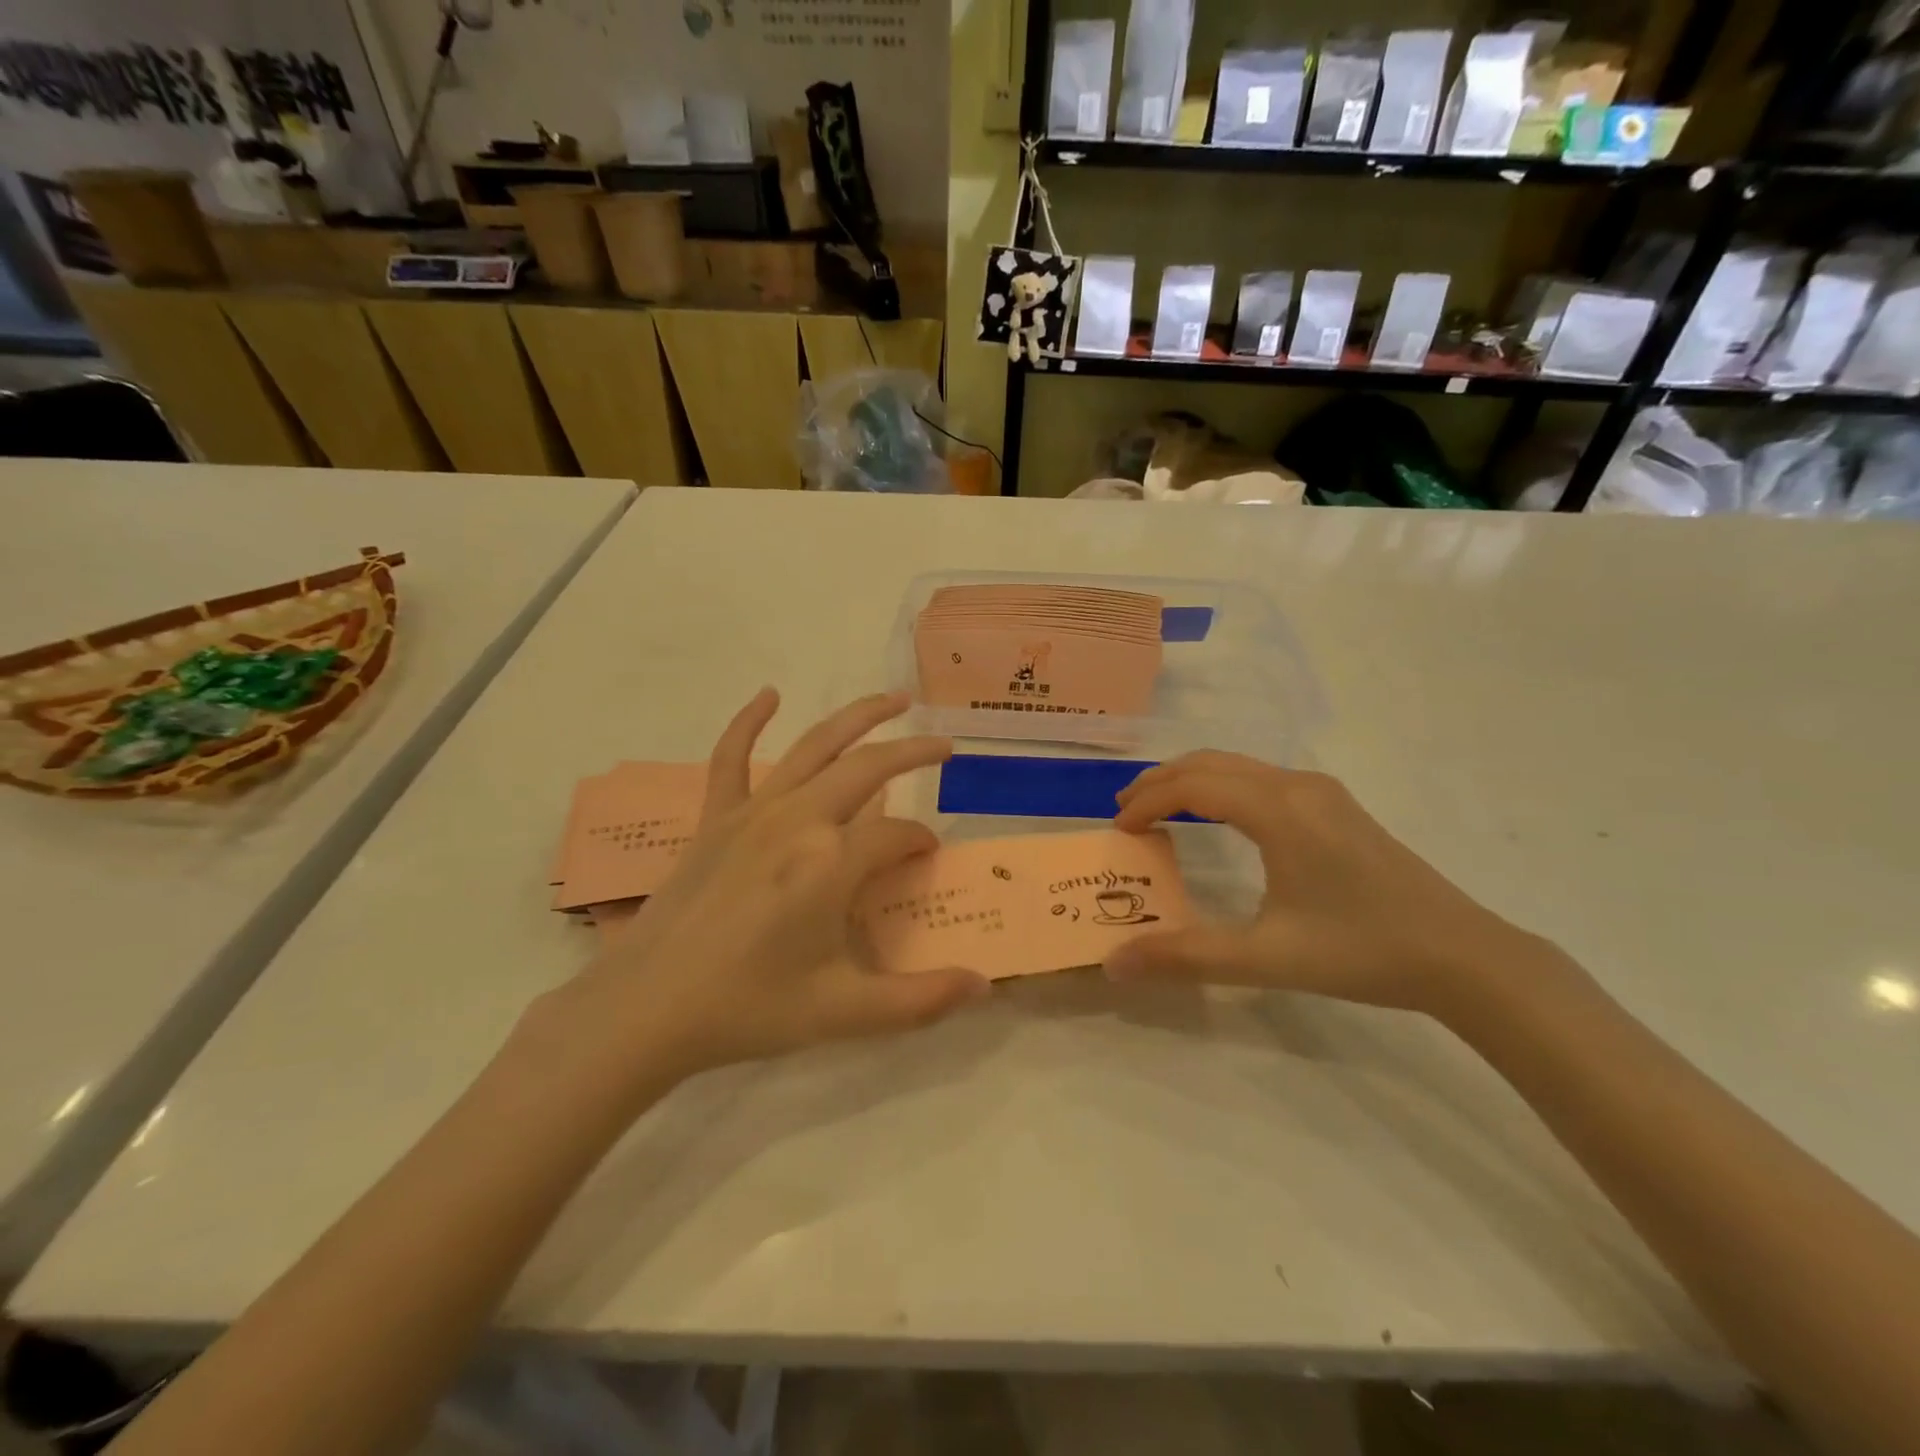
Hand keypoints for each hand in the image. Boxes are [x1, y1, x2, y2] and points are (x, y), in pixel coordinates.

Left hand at [543, 690, 989, 1085]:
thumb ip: (920, 999)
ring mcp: (752, 812)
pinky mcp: (715, 818)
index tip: (927, 862)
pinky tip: (769, 695)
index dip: (920, 845)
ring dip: (858, 716)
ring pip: (815, 746)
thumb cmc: (749, 1008)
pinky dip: (749, 722)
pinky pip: (731, 758)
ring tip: (895, 699)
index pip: (897, 836)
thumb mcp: (843, 1012)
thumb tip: (984, 986)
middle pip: (868, 768)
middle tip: (944, 746)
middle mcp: (798, 820)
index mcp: (832, 862)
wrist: (646, 1010)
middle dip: (912, 752)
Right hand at [1108, 752, 1542, 1017]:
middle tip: (1126, 812)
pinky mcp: (1336, 806)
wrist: (1462, 955)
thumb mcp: (1267, 958)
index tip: (1119, 831)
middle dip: (1161, 782)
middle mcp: (1296, 786)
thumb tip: (1115, 963)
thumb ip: (1186, 956)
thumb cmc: (1362, 951)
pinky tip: (1218, 818)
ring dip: (1192, 782)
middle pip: (1211, 763)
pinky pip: (1261, 779)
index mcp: (1278, 810)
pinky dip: (1222, 788)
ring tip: (1160, 811)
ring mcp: (1321, 792)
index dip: (1148, 803)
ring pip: (1238, 766)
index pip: (1192, 786)